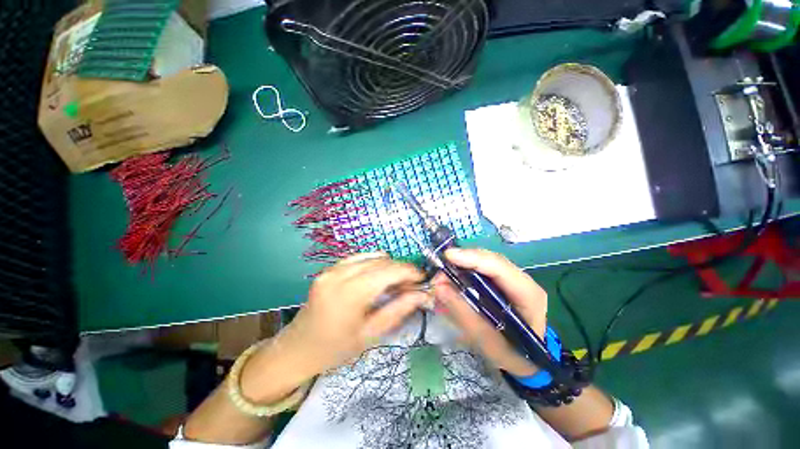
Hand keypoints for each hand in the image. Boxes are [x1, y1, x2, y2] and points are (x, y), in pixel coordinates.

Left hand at [275, 252, 427, 376]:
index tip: (422, 279)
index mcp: (350, 293)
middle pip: (382, 261)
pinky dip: (373, 264)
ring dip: (388, 266)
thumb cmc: (336, 349)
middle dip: (400, 270)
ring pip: (372, 256)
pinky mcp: (329, 268)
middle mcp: (340, 274)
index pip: (389, 270)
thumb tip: (422, 294)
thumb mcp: (371, 334)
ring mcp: (332, 268)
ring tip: (393, 284)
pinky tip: (375, 279)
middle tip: (409, 286)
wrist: (297, 349)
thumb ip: (398, 310)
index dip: (410, 271)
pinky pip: (359, 257)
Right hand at [433, 248, 547, 376]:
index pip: (500, 268)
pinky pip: (481, 270)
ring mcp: (513, 280)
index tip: (448, 256)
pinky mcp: (502, 283)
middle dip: (463, 262)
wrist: (527, 363)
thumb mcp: (487, 341)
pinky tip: (451, 279)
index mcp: (528, 295)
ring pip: (484, 263)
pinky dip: (464, 273)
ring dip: (461, 266)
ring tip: (442, 277)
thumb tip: (439, 287)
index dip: (473, 258)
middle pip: (490, 261)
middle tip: (439, 272)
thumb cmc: (511, 355)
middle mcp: (522, 281)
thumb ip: (463, 313)